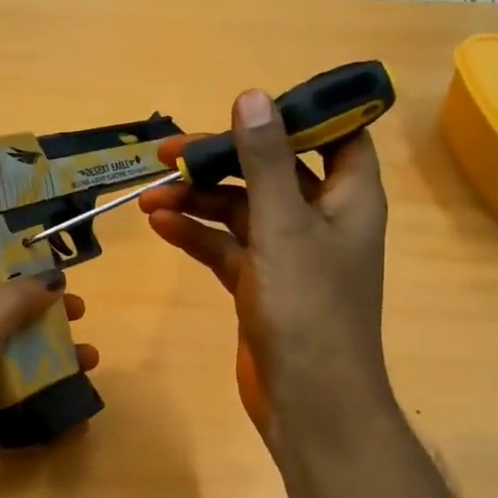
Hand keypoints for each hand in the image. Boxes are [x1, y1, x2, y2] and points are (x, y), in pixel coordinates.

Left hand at [0, 260, 96, 497]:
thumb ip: (11, 302)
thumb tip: (53, 275)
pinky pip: (23, 412)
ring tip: (91, 357)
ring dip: (53, 359)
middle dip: (36, 310)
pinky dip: (50, 407)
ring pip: (16, 366)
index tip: (17, 241)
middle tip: (76, 307)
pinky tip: (81, 402)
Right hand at [139, 89, 390, 453]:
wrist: (307, 401)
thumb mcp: (284, 227)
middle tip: (169, 153)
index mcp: (347, 197)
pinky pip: (225, 247)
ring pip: (241, 211)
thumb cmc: (308, 309)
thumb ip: (265, 162)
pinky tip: (160, 225)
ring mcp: (287, 255)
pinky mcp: (259, 285)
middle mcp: (320, 220)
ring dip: (198, 200)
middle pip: (271, 171)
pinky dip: (196, 235)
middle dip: (222, 160)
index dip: (299, 115)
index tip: (248, 106)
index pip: (335, 136)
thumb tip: (252, 96)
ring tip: (150, 195)